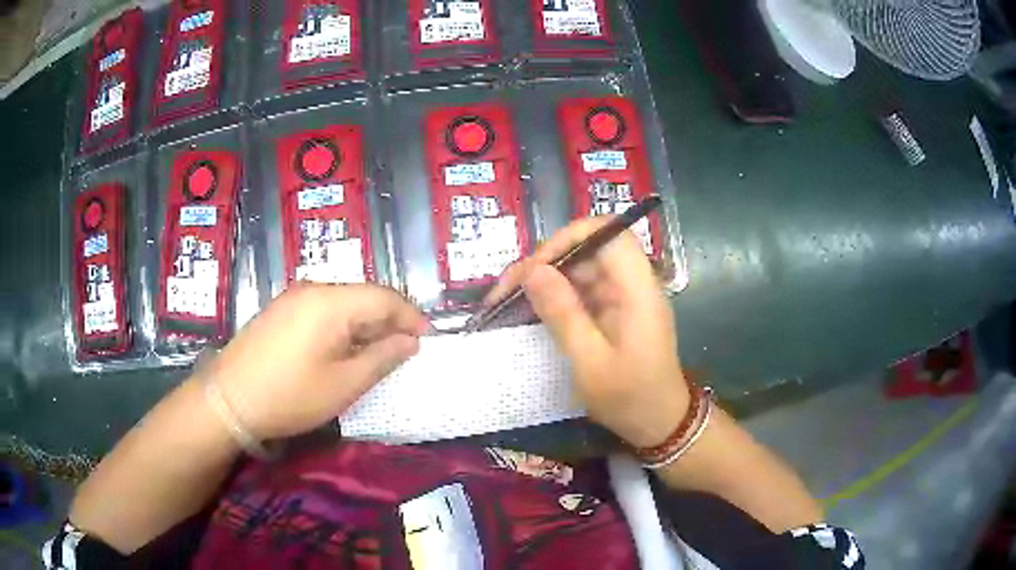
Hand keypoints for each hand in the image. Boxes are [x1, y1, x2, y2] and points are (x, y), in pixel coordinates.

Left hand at [198, 283, 427, 440]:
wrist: (228, 400)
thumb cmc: (290, 396)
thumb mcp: (344, 385)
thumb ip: (382, 358)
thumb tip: (409, 341)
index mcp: (331, 302)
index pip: (385, 298)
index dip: (411, 317)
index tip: (427, 341)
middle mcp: (313, 289)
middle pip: (364, 296)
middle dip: (389, 321)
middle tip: (404, 352)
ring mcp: (293, 298)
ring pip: (344, 303)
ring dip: (366, 325)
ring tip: (378, 354)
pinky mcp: (281, 310)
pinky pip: (323, 310)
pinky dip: (343, 326)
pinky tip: (343, 350)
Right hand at [485, 217, 687, 446]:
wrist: (659, 423)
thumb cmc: (629, 398)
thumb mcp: (590, 363)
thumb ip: (563, 314)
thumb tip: (533, 271)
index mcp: (638, 290)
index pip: (610, 234)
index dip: (571, 237)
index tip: (536, 265)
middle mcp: (633, 284)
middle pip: (589, 249)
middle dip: (547, 261)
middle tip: (508, 289)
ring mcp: (624, 296)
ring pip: (581, 268)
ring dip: (546, 278)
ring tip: (509, 299)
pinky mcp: (615, 310)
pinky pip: (582, 290)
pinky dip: (555, 295)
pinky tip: (531, 309)